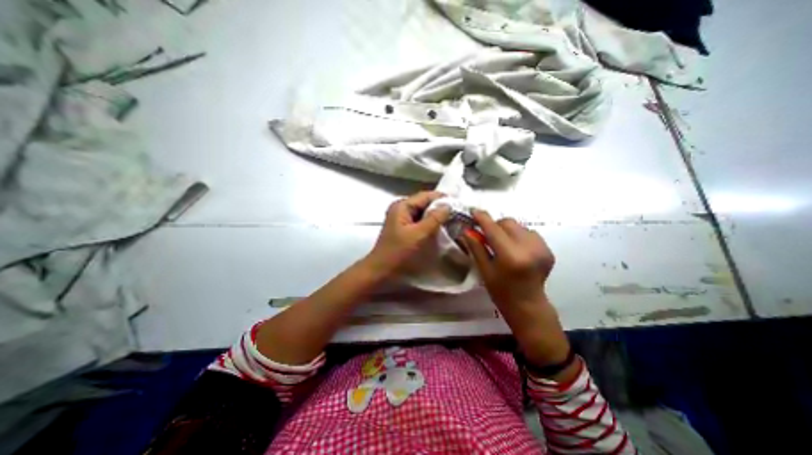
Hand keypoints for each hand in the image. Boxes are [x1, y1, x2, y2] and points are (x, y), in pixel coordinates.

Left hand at [367, 191, 453, 276]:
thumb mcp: (419, 234)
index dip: (443, 198)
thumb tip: (448, 206)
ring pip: (423, 213)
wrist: (381, 271)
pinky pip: (420, 221)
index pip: (426, 195)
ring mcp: (402, 219)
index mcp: (402, 206)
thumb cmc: (398, 252)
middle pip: (425, 203)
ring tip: (453, 221)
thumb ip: (434, 218)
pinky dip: (430, 224)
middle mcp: (401, 208)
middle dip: (441, 208)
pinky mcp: (404, 229)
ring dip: (437, 216)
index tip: (460, 205)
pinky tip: (441, 229)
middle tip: (458, 214)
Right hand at [467, 211, 555, 309]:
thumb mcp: (484, 269)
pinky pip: (528, 232)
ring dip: (507, 230)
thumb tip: (467, 229)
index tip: (473, 211)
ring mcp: (541, 248)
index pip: (494, 228)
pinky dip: (518, 235)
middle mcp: (529, 248)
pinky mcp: (548, 249)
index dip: (482, 218)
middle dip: (495, 225)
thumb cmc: (500, 291)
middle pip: (508, 222)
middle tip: (487, 235)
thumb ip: (476, 246)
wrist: (528, 305)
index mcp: (511, 256)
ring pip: (519, 226)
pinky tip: (515, 248)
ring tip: (502, 244)